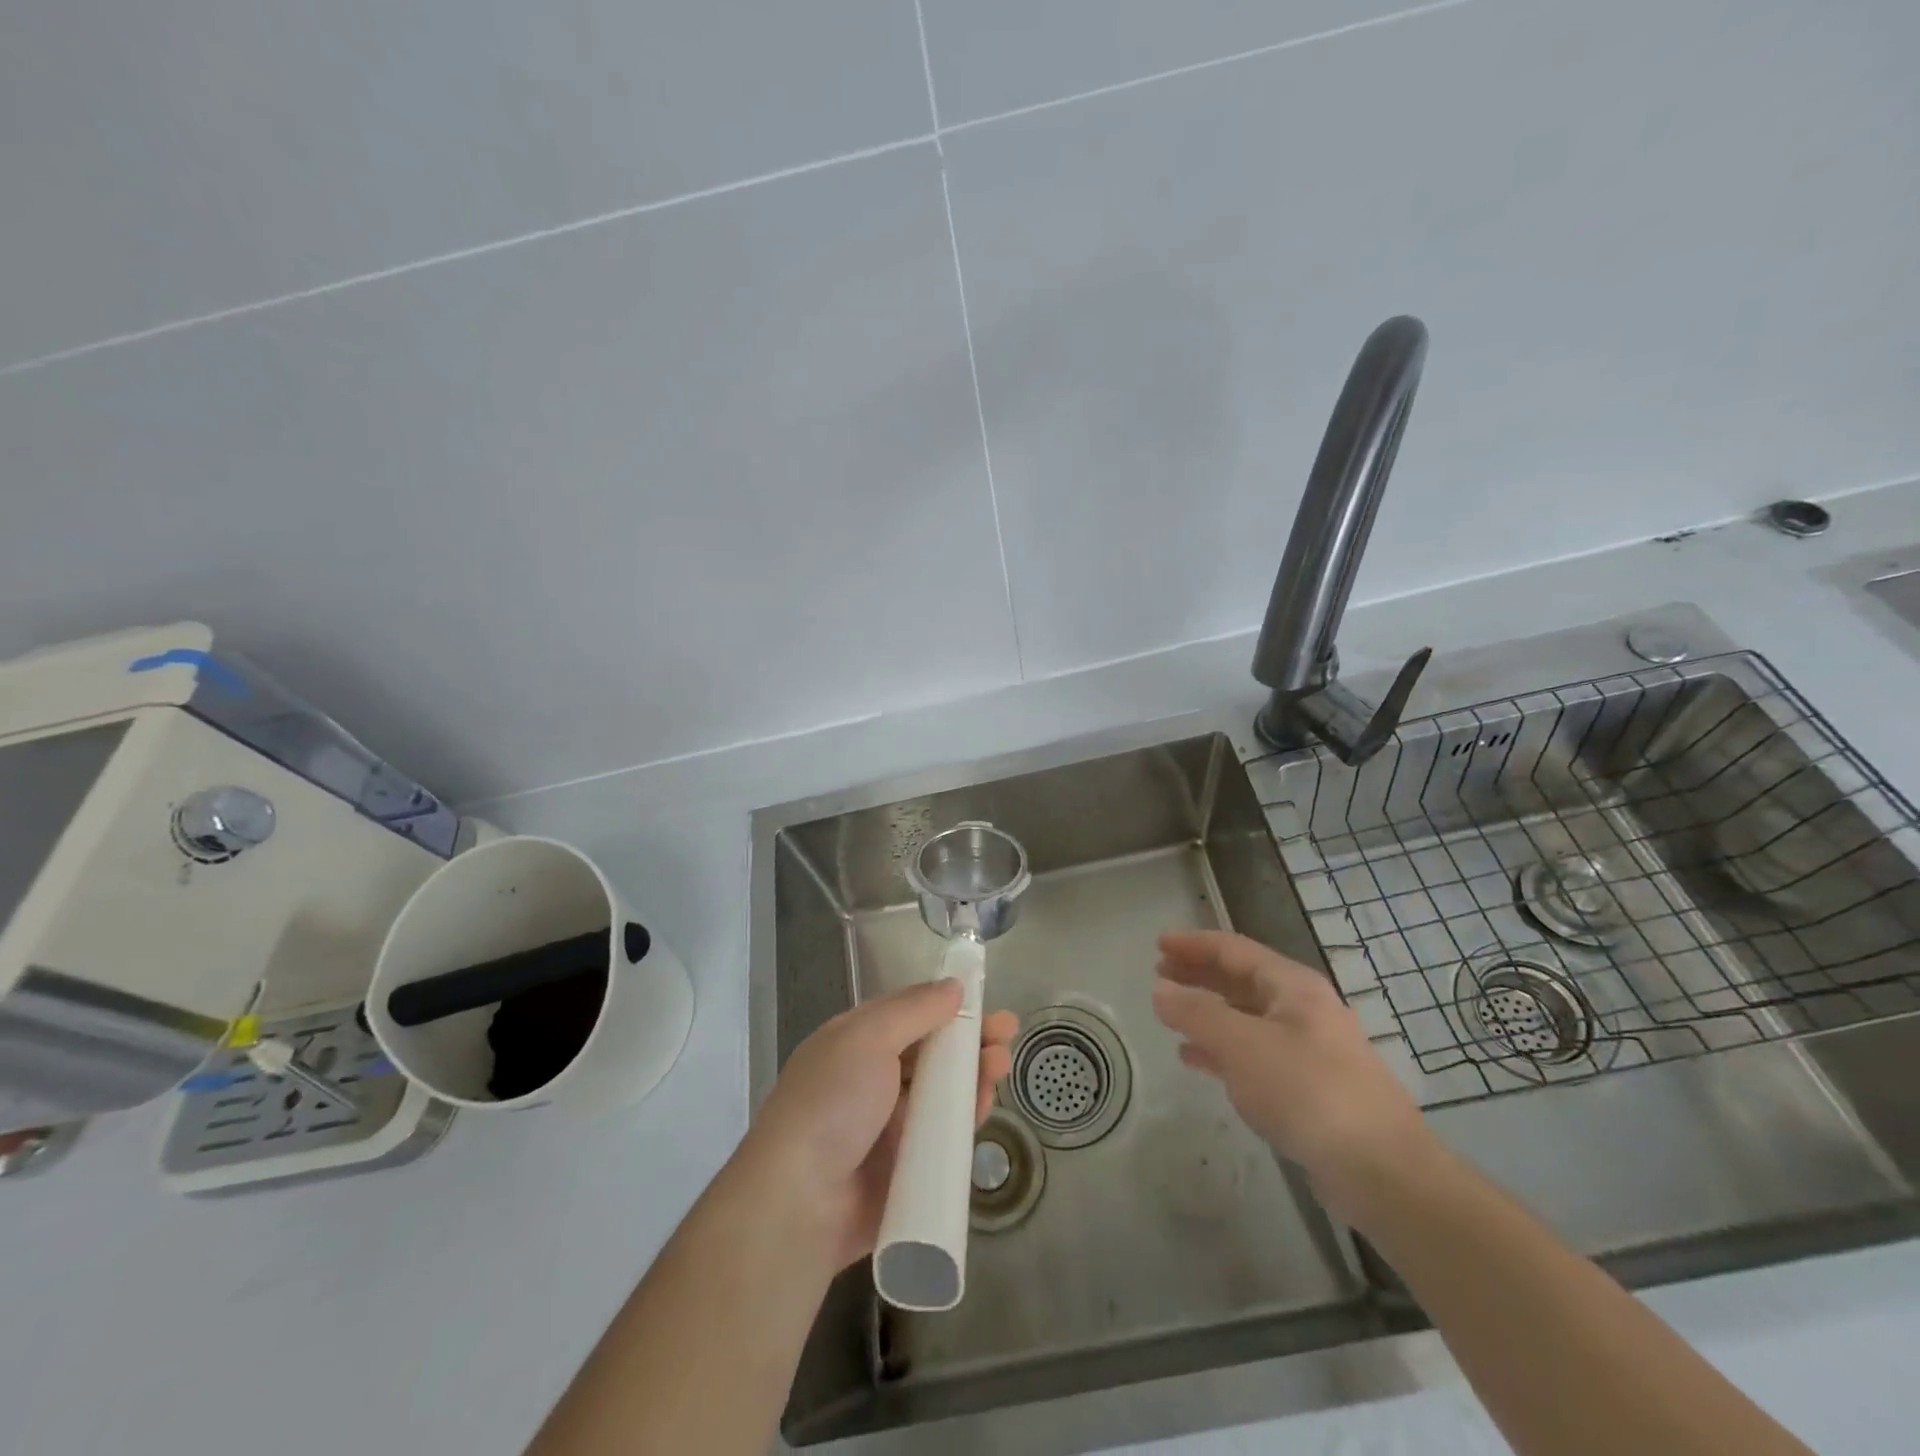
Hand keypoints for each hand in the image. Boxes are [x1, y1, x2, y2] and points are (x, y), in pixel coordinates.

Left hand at [741, 980, 1018, 1271]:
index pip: (909, 1014)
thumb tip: (953, 985)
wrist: (799, 1204)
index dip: (947, 1005)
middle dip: (969, 1039)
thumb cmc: (831, 1103)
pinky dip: (965, 1120)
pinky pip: (943, 1138)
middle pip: (930, 1052)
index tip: (985, 1000)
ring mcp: (888, 1126)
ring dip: (973, 1075)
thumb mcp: (867, 1038)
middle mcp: (872, 1080)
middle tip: (1007, 1034)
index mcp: (855, 1043)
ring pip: (942, 1093)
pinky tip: (986, 1106)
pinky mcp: (905, 1169)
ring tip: (1000, 1066)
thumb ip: (914, 1010)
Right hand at [1151, 930, 1431, 1219]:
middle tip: (1159, 974)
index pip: (1234, 949)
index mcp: (1292, 987)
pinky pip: (1254, 1054)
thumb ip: (1197, 1014)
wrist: (1383, 1172)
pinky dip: (1221, 1049)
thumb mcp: (1243, 1046)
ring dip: (1207, 1011)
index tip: (1158, 944)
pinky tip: (1195, 1059)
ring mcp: (1308, 1050)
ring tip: (1171, 1014)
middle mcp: (1303, 1009)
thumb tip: (1160, 989)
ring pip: (1246, 1017)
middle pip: (1241, 980)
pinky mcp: (1308, 1088)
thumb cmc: (1309, 1092)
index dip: (1193, 944)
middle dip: (1199, 974)